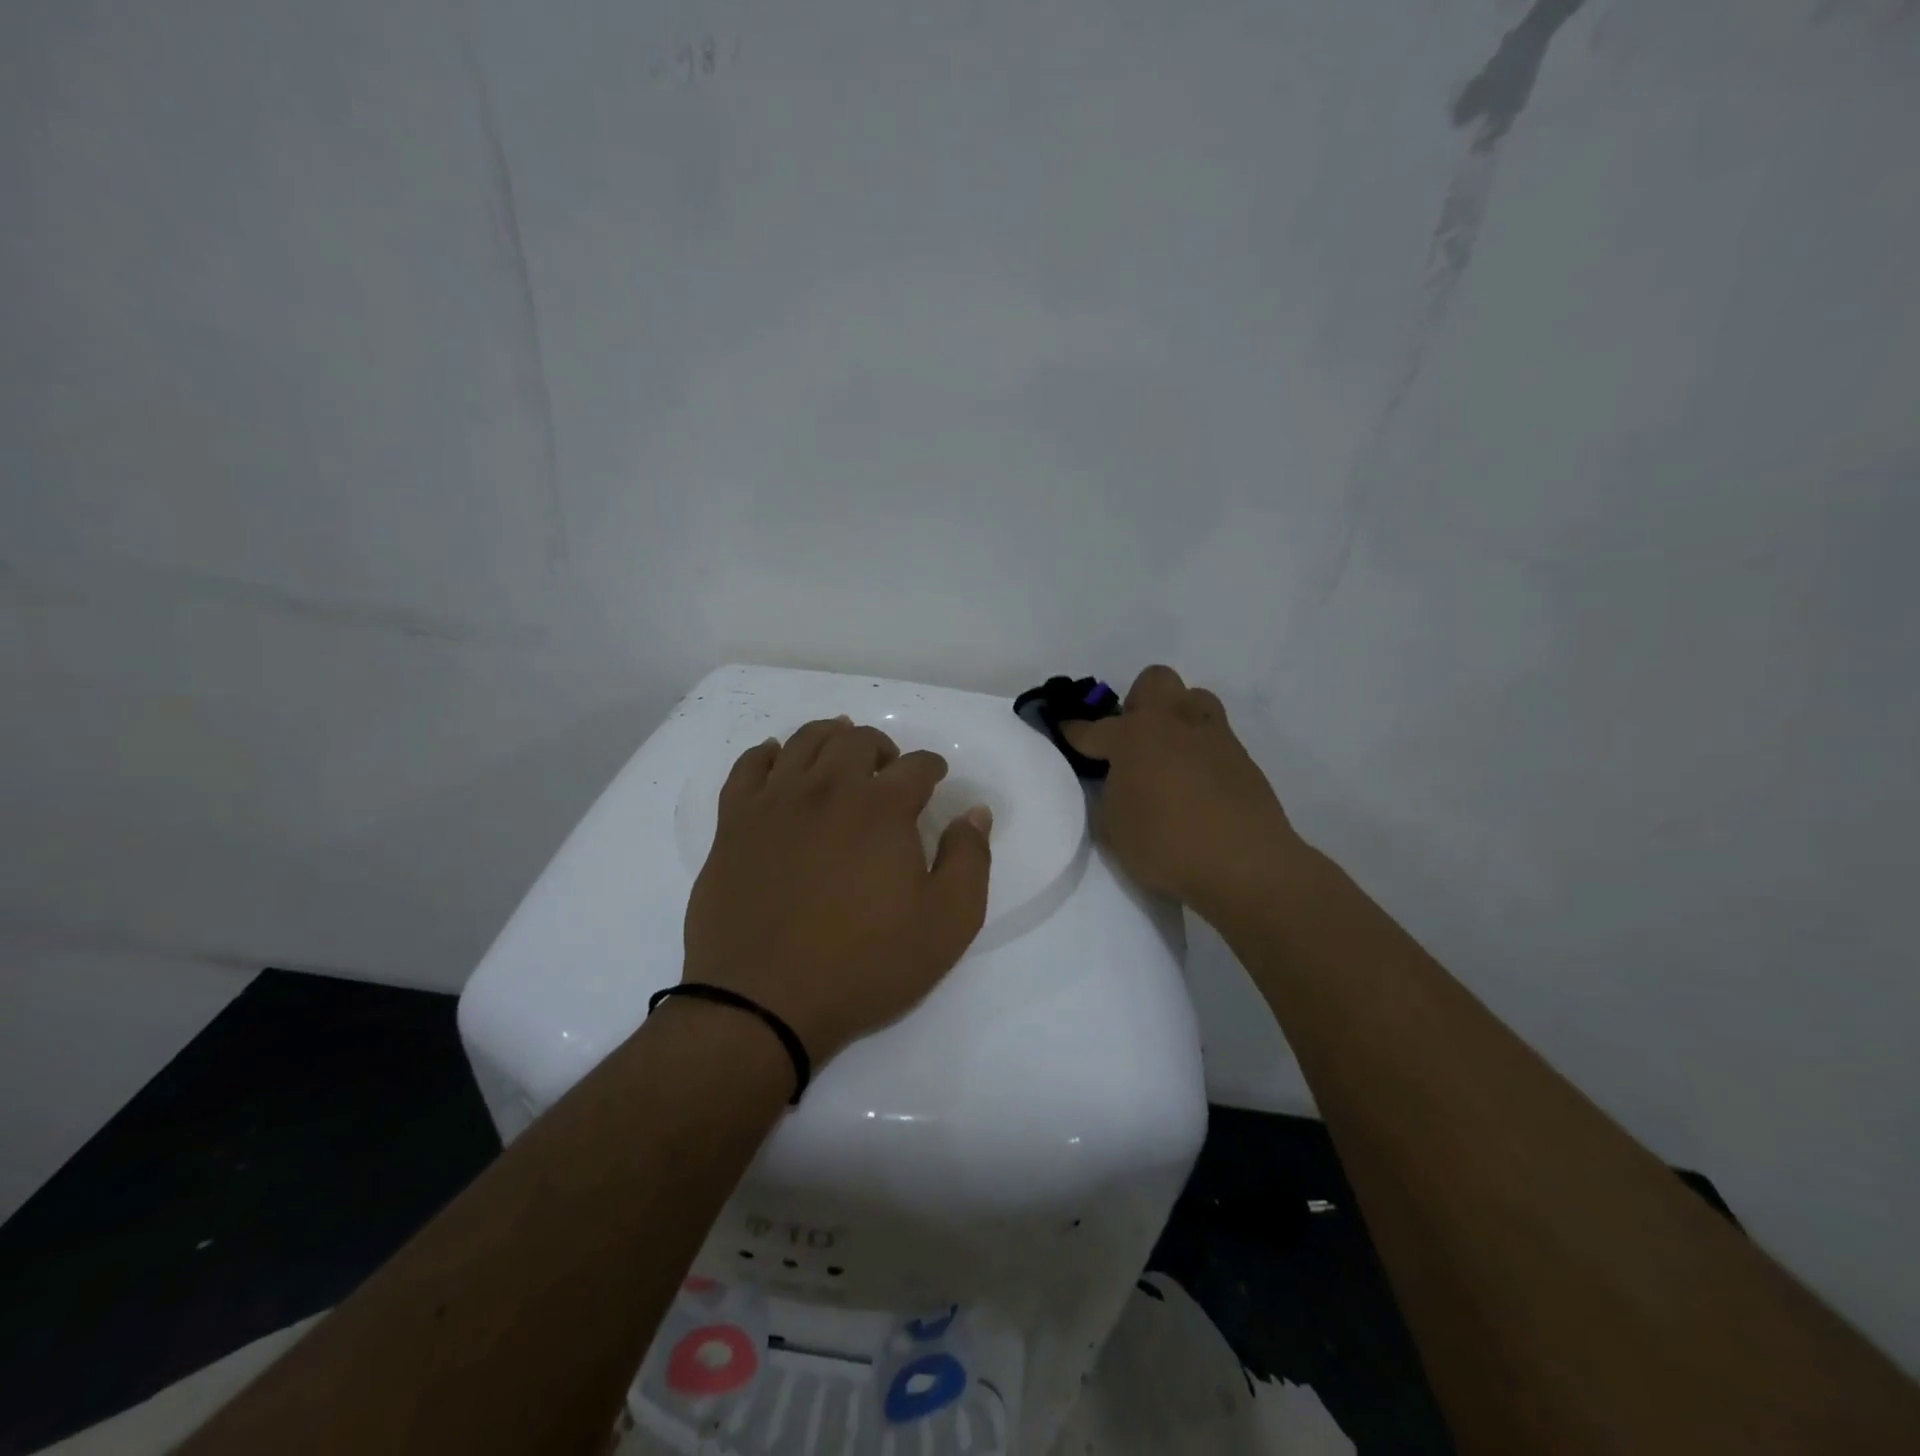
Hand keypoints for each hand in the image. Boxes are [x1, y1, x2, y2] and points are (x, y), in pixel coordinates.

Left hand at [683, 717, 993, 1065]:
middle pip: (857, 740)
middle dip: (882, 747)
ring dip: (830, 736)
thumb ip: (969, 860)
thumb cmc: (863, 964)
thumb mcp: (946, 924)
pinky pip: (749, 766)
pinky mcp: (734, 823)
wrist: (762, 1002)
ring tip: (840, 750)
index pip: (916, 766)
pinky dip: (768, 754)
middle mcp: (828, 788)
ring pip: (804, 741)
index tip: (936, 779)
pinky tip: (778, 760)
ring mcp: (775, 802)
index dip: (932, 767)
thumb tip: (975, 813)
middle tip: (888, 769)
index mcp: (882, 808)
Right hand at [1063, 666, 1300, 921]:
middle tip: (1131, 740)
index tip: (1065, 730)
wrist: (1245, 865)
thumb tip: (1116, 782)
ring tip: (1168, 754)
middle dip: (1136, 702)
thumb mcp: (1113, 828)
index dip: (1074, 730)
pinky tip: (1196, 783)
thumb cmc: (1166, 846)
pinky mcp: (1242, 757)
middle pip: (1154, 681)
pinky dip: (1200, 749)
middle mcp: (1173, 723)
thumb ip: (1108, 795)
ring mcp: (1213, 736)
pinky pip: (1215, 735)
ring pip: (1193, 699)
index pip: (1092, 728)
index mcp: (1133, 736)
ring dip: (1175, 717)